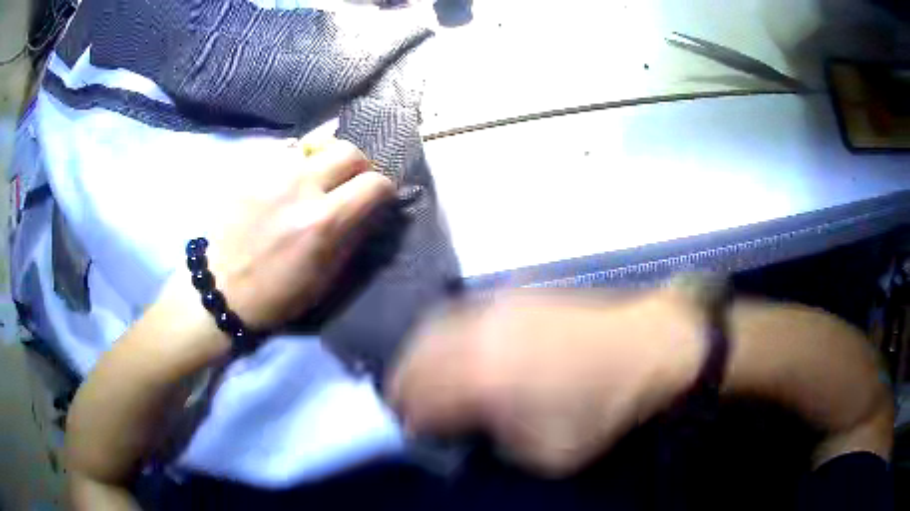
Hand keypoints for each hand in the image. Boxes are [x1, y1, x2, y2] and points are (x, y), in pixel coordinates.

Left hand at [208, 139, 394, 329]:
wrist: (220, 288)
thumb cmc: (277, 294)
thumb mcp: (325, 278)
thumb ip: (353, 237)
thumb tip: (372, 210)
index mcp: (323, 221)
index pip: (375, 183)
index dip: (384, 190)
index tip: (378, 199)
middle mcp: (300, 186)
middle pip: (349, 150)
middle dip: (359, 166)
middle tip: (351, 183)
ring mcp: (271, 173)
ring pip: (316, 144)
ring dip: (325, 162)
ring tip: (314, 182)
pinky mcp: (250, 169)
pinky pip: (285, 151)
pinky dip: (296, 163)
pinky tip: (287, 183)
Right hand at [387, 289, 705, 475]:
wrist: (648, 345)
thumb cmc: (602, 407)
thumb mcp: (548, 453)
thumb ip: (499, 441)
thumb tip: (474, 425)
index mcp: (482, 377)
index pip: (422, 396)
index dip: (409, 416)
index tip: (408, 428)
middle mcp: (480, 334)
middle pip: (420, 354)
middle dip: (405, 380)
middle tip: (403, 400)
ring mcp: (498, 307)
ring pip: (438, 326)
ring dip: (421, 352)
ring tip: (422, 374)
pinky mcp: (517, 294)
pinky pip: (465, 313)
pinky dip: (449, 333)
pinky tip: (457, 347)